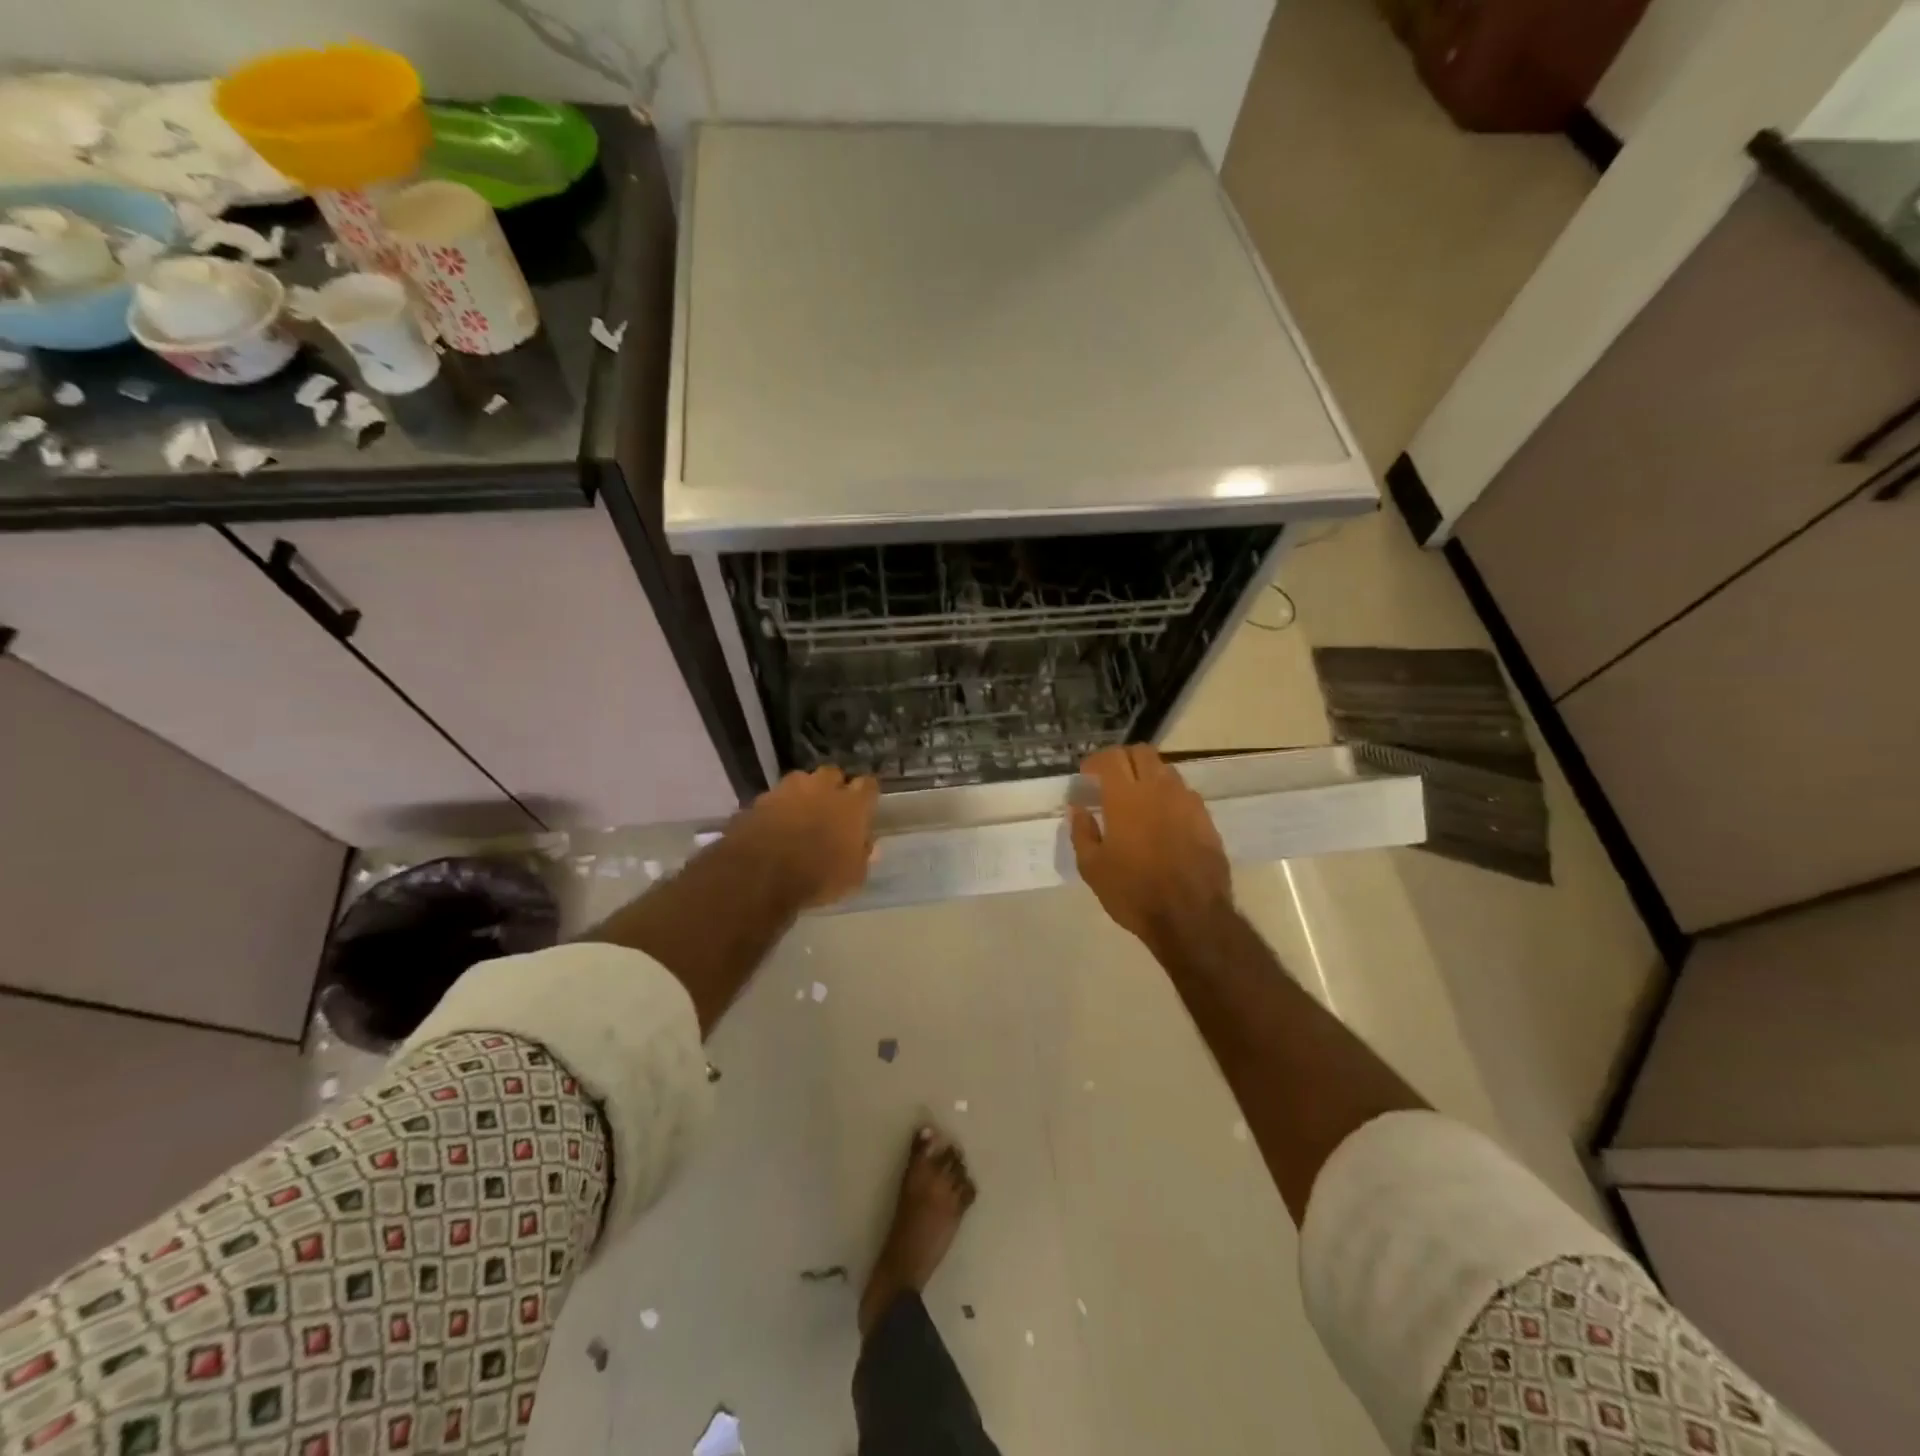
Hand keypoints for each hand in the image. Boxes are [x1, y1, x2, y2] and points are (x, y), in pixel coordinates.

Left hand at [733, 765, 879, 907]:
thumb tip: (867, 844)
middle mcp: (823, 788)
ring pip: (802, 780)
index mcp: (852, 804)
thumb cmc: (817, 877)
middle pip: (833, 774)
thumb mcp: (852, 877)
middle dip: (834, 787)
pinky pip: (776, 797)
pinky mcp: (761, 799)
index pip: (868, 785)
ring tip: (801, 812)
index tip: (865, 806)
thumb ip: (862, 855)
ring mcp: (789, 789)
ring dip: (804, 792)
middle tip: (832, 807)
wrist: (760, 873)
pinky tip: (776, 823)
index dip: (867, 794)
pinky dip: (779, 806)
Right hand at [1069, 745, 1231, 949]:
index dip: (1096, 761)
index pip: (1111, 757)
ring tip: (1138, 798)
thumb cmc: (1133, 892)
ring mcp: (1186, 802)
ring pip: (1166, 770)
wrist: (1191, 917)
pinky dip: (1169, 796)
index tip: (1087, 775)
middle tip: (1111, 780)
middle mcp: (1158, 789)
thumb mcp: (1093, 868)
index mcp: (1125, 797)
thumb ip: (1082, 832)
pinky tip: (1163, 819)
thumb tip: (1078, 808)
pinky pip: (1184, 794)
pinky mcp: (1206, 819)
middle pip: (1142, 753)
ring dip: (1148, 775)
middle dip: (1124, 759)